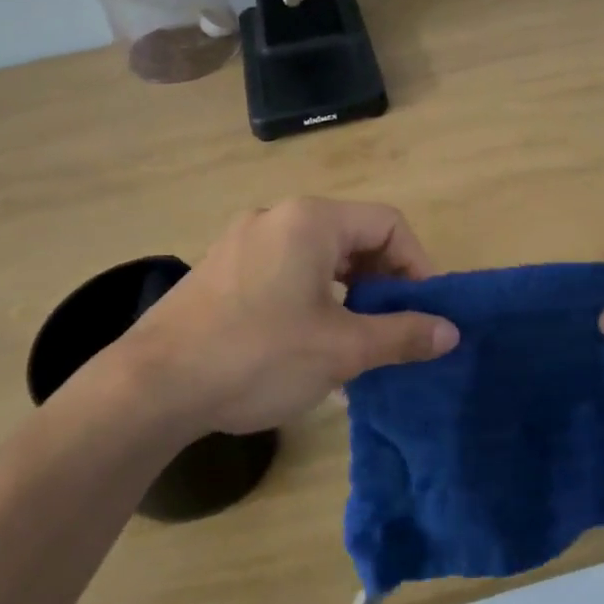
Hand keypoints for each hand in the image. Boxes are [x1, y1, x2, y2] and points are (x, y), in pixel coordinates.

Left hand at [105, 198, 459, 437]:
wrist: (152, 386)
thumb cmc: (259, 355)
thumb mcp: (342, 348)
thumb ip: (402, 334)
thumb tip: (450, 331)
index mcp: (310, 220)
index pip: (388, 223)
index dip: (417, 264)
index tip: (423, 311)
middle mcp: (275, 217)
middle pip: (352, 237)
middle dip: (382, 281)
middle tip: (391, 328)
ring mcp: (241, 242)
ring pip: (316, 257)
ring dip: (346, 293)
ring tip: (353, 341)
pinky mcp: (219, 270)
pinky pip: (282, 272)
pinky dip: (310, 298)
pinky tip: (305, 344)